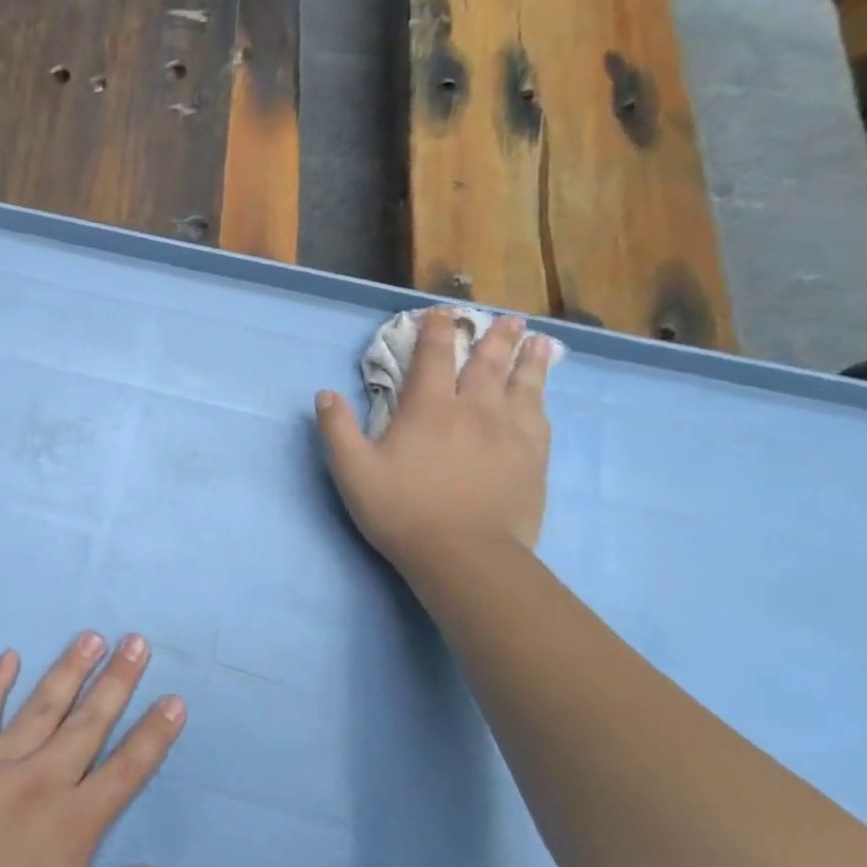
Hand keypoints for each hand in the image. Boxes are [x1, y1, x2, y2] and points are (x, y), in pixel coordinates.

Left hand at [0, 633, 184, 866]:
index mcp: (74, 821)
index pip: (126, 768)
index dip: (154, 734)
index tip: (174, 701)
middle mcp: (42, 778)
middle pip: (90, 721)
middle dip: (118, 680)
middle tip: (137, 643)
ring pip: (43, 704)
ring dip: (70, 668)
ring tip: (92, 638)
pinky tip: (9, 655)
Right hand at [314, 309, 553, 572]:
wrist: (465, 554)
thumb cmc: (402, 510)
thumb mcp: (353, 471)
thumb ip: (337, 429)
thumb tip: (325, 393)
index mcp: (428, 408)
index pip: (433, 357)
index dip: (436, 331)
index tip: (441, 312)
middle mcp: (473, 409)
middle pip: (486, 363)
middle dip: (494, 337)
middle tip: (507, 318)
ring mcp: (509, 432)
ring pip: (522, 384)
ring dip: (528, 359)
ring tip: (539, 342)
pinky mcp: (532, 458)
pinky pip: (539, 417)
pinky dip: (540, 398)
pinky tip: (542, 395)